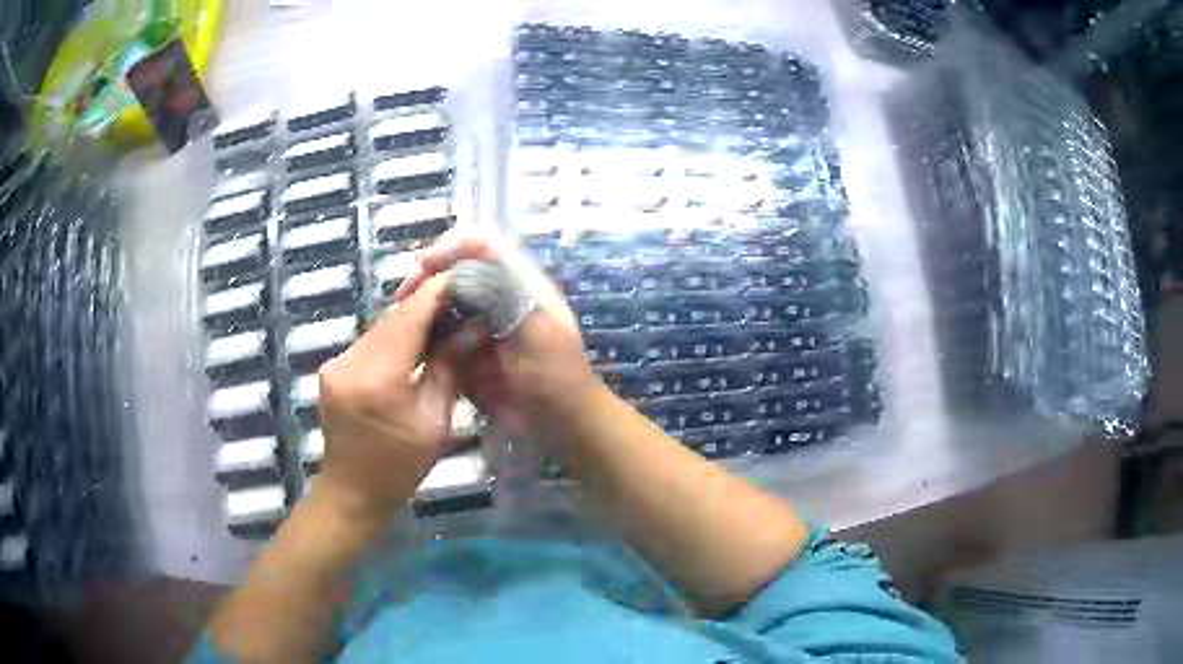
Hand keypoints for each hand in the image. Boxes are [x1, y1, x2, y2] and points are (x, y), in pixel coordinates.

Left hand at [315, 275, 457, 516]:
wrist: (351, 492)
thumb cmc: (398, 467)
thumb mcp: (433, 422)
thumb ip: (448, 369)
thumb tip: (472, 329)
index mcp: (377, 378)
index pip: (410, 318)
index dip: (437, 293)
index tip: (464, 277)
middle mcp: (349, 361)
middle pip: (393, 319)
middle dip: (427, 305)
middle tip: (461, 299)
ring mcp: (336, 363)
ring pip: (381, 328)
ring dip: (410, 321)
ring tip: (443, 319)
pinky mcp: (333, 368)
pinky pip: (369, 343)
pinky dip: (394, 338)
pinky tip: (414, 343)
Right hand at [395, 228, 602, 445]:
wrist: (560, 426)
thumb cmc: (559, 377)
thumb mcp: (540, 332)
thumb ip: (508, 296)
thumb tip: (467, 265)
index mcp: (518, 283)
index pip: (481, 245)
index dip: (451, 247)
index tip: (424, 266)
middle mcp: (494, 296)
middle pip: (453, 269)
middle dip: (426, 277)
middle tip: (402, 298)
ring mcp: (477, 324)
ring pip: (440, 302)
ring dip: (420, 306)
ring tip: (400, 319)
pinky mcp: (465, 351)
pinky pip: (437, 336)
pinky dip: (422, 336)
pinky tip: (410, 345)